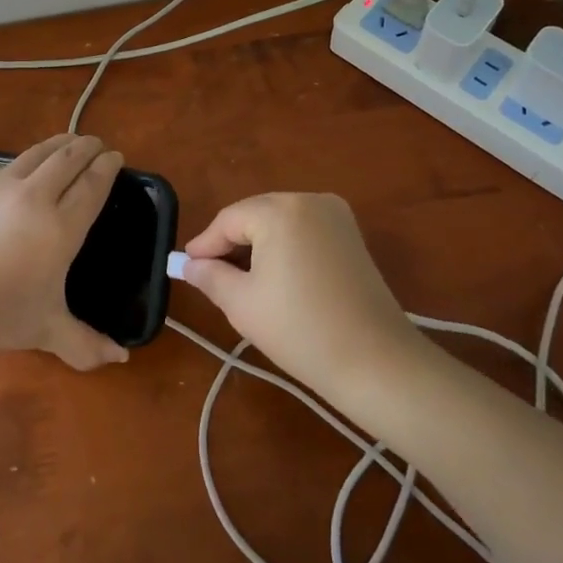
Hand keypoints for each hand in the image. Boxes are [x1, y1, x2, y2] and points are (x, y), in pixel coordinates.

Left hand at [0, 134, 129, 370]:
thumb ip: (86, 344)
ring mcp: (5, 186)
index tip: (117, 157)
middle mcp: (37, 197)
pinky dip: (34, 155)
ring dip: (62, 143)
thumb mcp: (46, 331)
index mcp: (61, 228)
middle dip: (88, 147)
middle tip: (99, 144)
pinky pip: (15, 161)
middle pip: (69, 159)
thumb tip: (122, 357)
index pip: (92, 185)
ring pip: (41, 152)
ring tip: (72, 142)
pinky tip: (32, 163)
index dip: (107, 167)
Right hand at [178, 192, 420, 394]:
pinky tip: (276, 277)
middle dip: (231, 243)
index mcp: (280, 210)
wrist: (376, 363)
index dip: (205, 244)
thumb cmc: (300, 331)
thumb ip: (209, 276)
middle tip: (210, 274)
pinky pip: (304, 230)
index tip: (187, 266)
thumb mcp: (242, 304)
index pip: (229, 220)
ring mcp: (336, 215)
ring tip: (240, 279)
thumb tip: (187, 264)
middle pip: (255, 215)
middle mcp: (309, 200)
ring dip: (258, 245)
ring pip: (280, 222)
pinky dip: (285, 247)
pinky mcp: (352, 235)